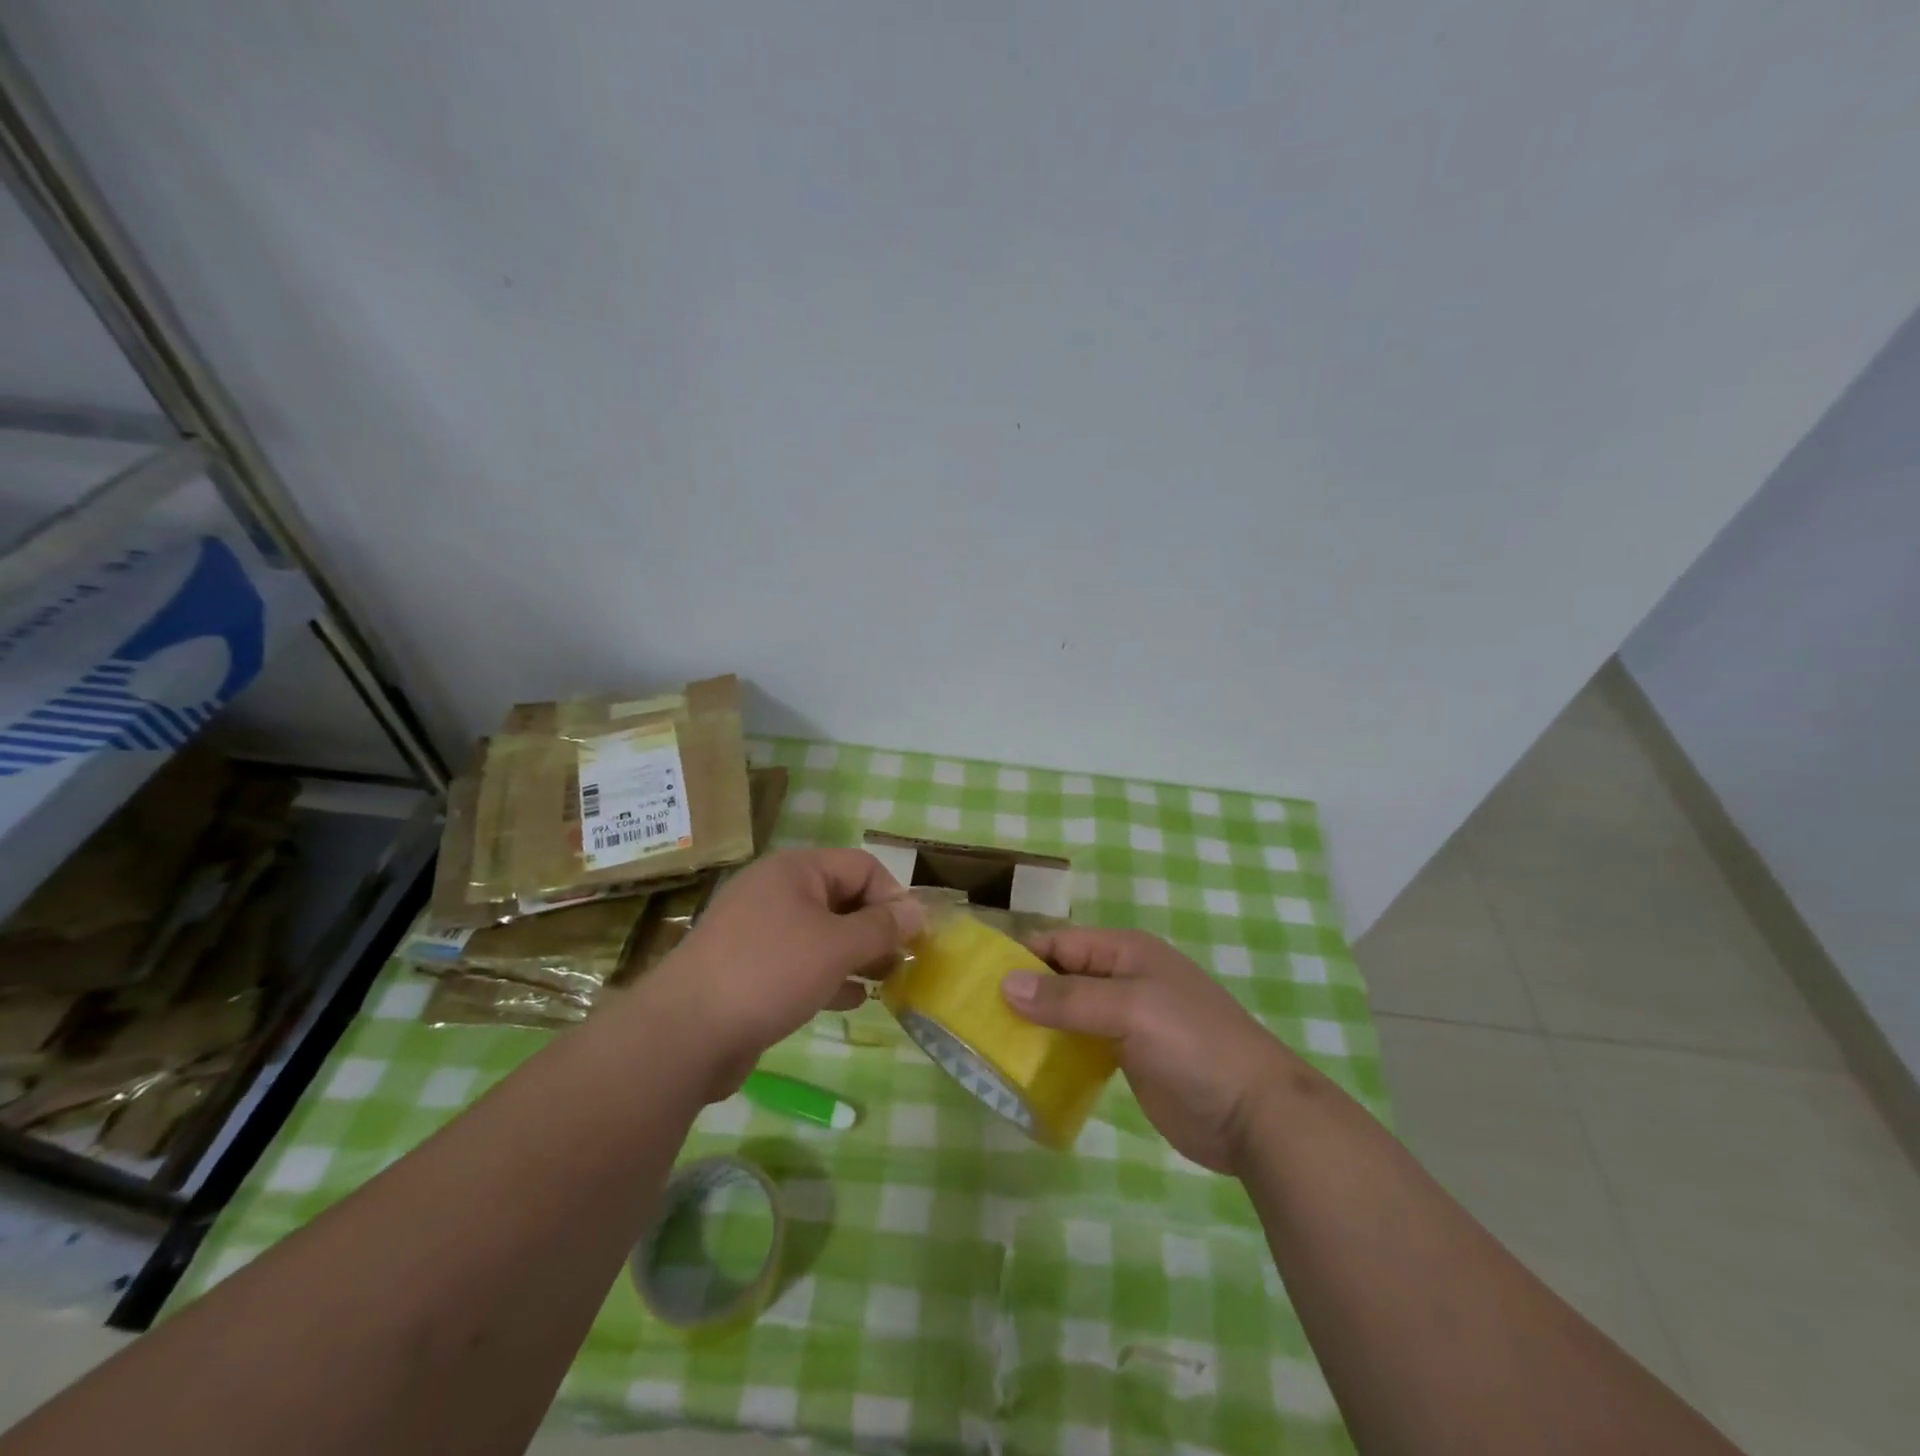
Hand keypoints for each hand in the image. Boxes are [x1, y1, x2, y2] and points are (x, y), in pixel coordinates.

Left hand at [646, 849, 922, 1096]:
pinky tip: (850, 1001)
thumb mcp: (837, 946)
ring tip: (885, 982)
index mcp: (795, 869)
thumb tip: (918, 911)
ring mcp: (758, 930)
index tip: (914, 937)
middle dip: (876, 928)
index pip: (862, 866)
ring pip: (822, 933)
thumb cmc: (770, 972)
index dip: (893, 897)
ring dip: (856, 954)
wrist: (685, 1033)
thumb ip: (882, 928)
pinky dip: (828, 975)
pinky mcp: (748, 967)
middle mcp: (776, 891)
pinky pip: (799, 961)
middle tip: (902, 962)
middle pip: (842, 898)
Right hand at [1003, 928, 1301, 1173]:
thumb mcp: (1130, 1010)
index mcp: (1126, 952)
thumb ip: (1068, 998)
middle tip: (975, 1017)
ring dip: (1037, 1025)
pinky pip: (1081, 1046)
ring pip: (1068, 1013)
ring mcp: (1126, 1021)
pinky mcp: (1128, 1059)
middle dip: (1024, 993)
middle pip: (1061, 977)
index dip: (1021, 957)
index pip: (1061, 943)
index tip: (976, 979)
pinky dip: (1056, 1052)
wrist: (1254, 1114)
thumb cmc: (1193, 1044)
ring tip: (990, 1044)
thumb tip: (1004, 984)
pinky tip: (1027, 1069)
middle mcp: (1123, 979)